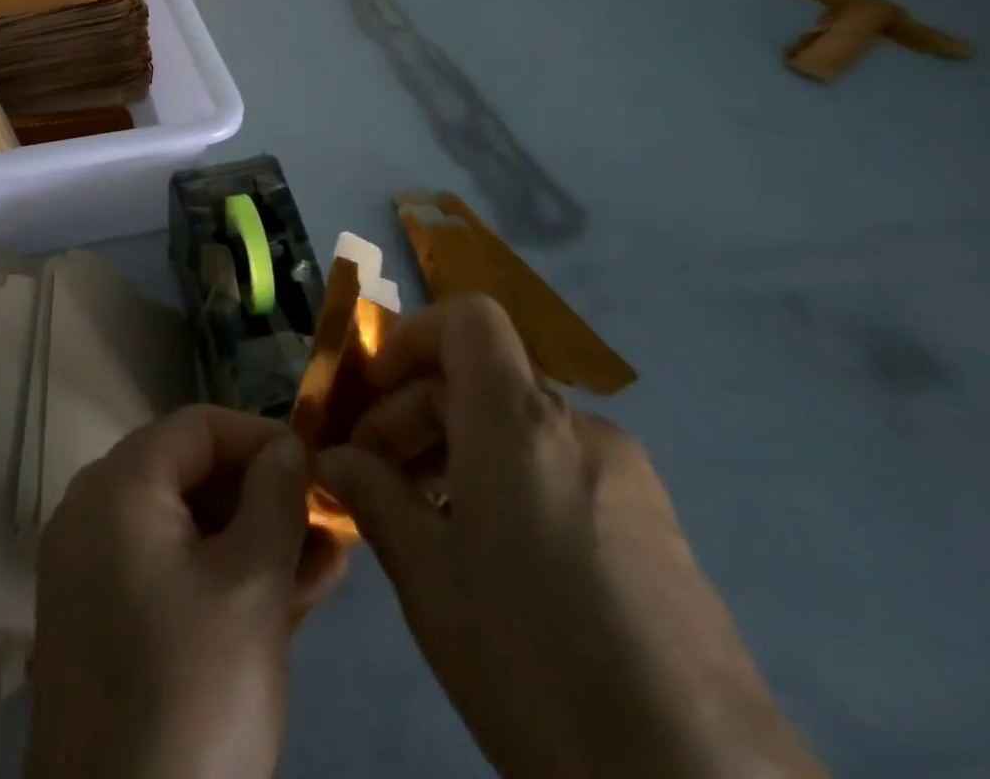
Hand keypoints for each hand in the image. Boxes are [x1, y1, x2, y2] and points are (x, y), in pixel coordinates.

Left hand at [27, 406, 346, 778]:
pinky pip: (170, 576)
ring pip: (187, 531)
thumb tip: (286, 448)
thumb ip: (276, 499)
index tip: (316, 466)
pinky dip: (223, 578)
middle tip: (329, 520)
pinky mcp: (105, 625)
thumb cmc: (193, 691)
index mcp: (118, 486)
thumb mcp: (252, 585)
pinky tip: (292, 594)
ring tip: (328, 560)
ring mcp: (94, 572)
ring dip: (255, 541)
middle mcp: (94, 514)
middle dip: (265, 497)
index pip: (198, 427)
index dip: (262, 438)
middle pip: (192, 476)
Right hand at [317, 295, 826, 778]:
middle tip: (375, 481)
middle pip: (481, 377)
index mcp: (520, 425)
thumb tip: (335, 460)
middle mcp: (578, 428)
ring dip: (456, 449)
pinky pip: (557, 464)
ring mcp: (626, 474)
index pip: (468, 319)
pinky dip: (505, 477)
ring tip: (426, 525)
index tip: (372, 397)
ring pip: (516, 424)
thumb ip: (374, 498)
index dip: (411, 338)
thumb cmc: (540, 670)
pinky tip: (493, 559)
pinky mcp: (654, 522)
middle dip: (414, 412)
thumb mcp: (431, 583)